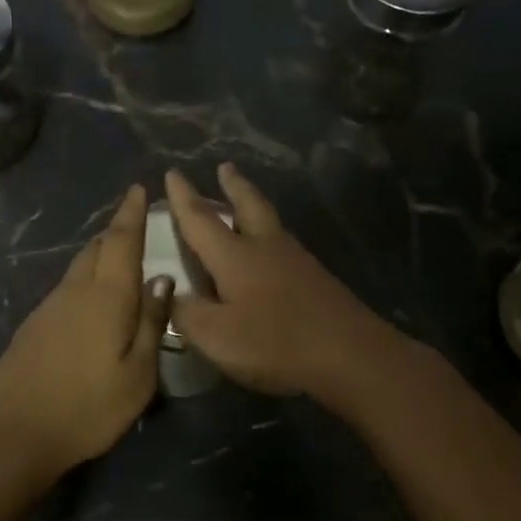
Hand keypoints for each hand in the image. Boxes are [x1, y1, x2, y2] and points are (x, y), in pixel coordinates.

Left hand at [0, 185, 172, 473]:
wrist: (13, 432)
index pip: (121, 241)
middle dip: (117, 233)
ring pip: (79, 267)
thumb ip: (151, 323)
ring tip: (120, 264)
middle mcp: (75, 290)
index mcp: (106, 296)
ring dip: (100, 257)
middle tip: (137, 228)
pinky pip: (67, 288)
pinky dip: (86, 281)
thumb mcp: (138, 375)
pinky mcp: (33, 325)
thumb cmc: (87, 407)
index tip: (138, 189)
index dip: (131, 213)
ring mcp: (49, 306)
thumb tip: (162, 281)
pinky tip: (93, 303)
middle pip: (97, 248)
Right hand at [164, 164, 405, 399]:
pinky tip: (271, 251)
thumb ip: (186, 314)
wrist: (350, 354)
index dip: (183, 197)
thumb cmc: (275, 342)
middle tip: (225, 167)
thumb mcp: (216, 336)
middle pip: (248, 204)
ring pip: (270, 221)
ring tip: (246, 201)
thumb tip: (169, 293)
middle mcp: (266, 247)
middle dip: (233, 185)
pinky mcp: (316, 279)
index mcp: (235, 256)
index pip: (200, 219)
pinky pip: (284, 244)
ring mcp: (296, 261)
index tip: (173, 172)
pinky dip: (271, 235)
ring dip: (254, 205)